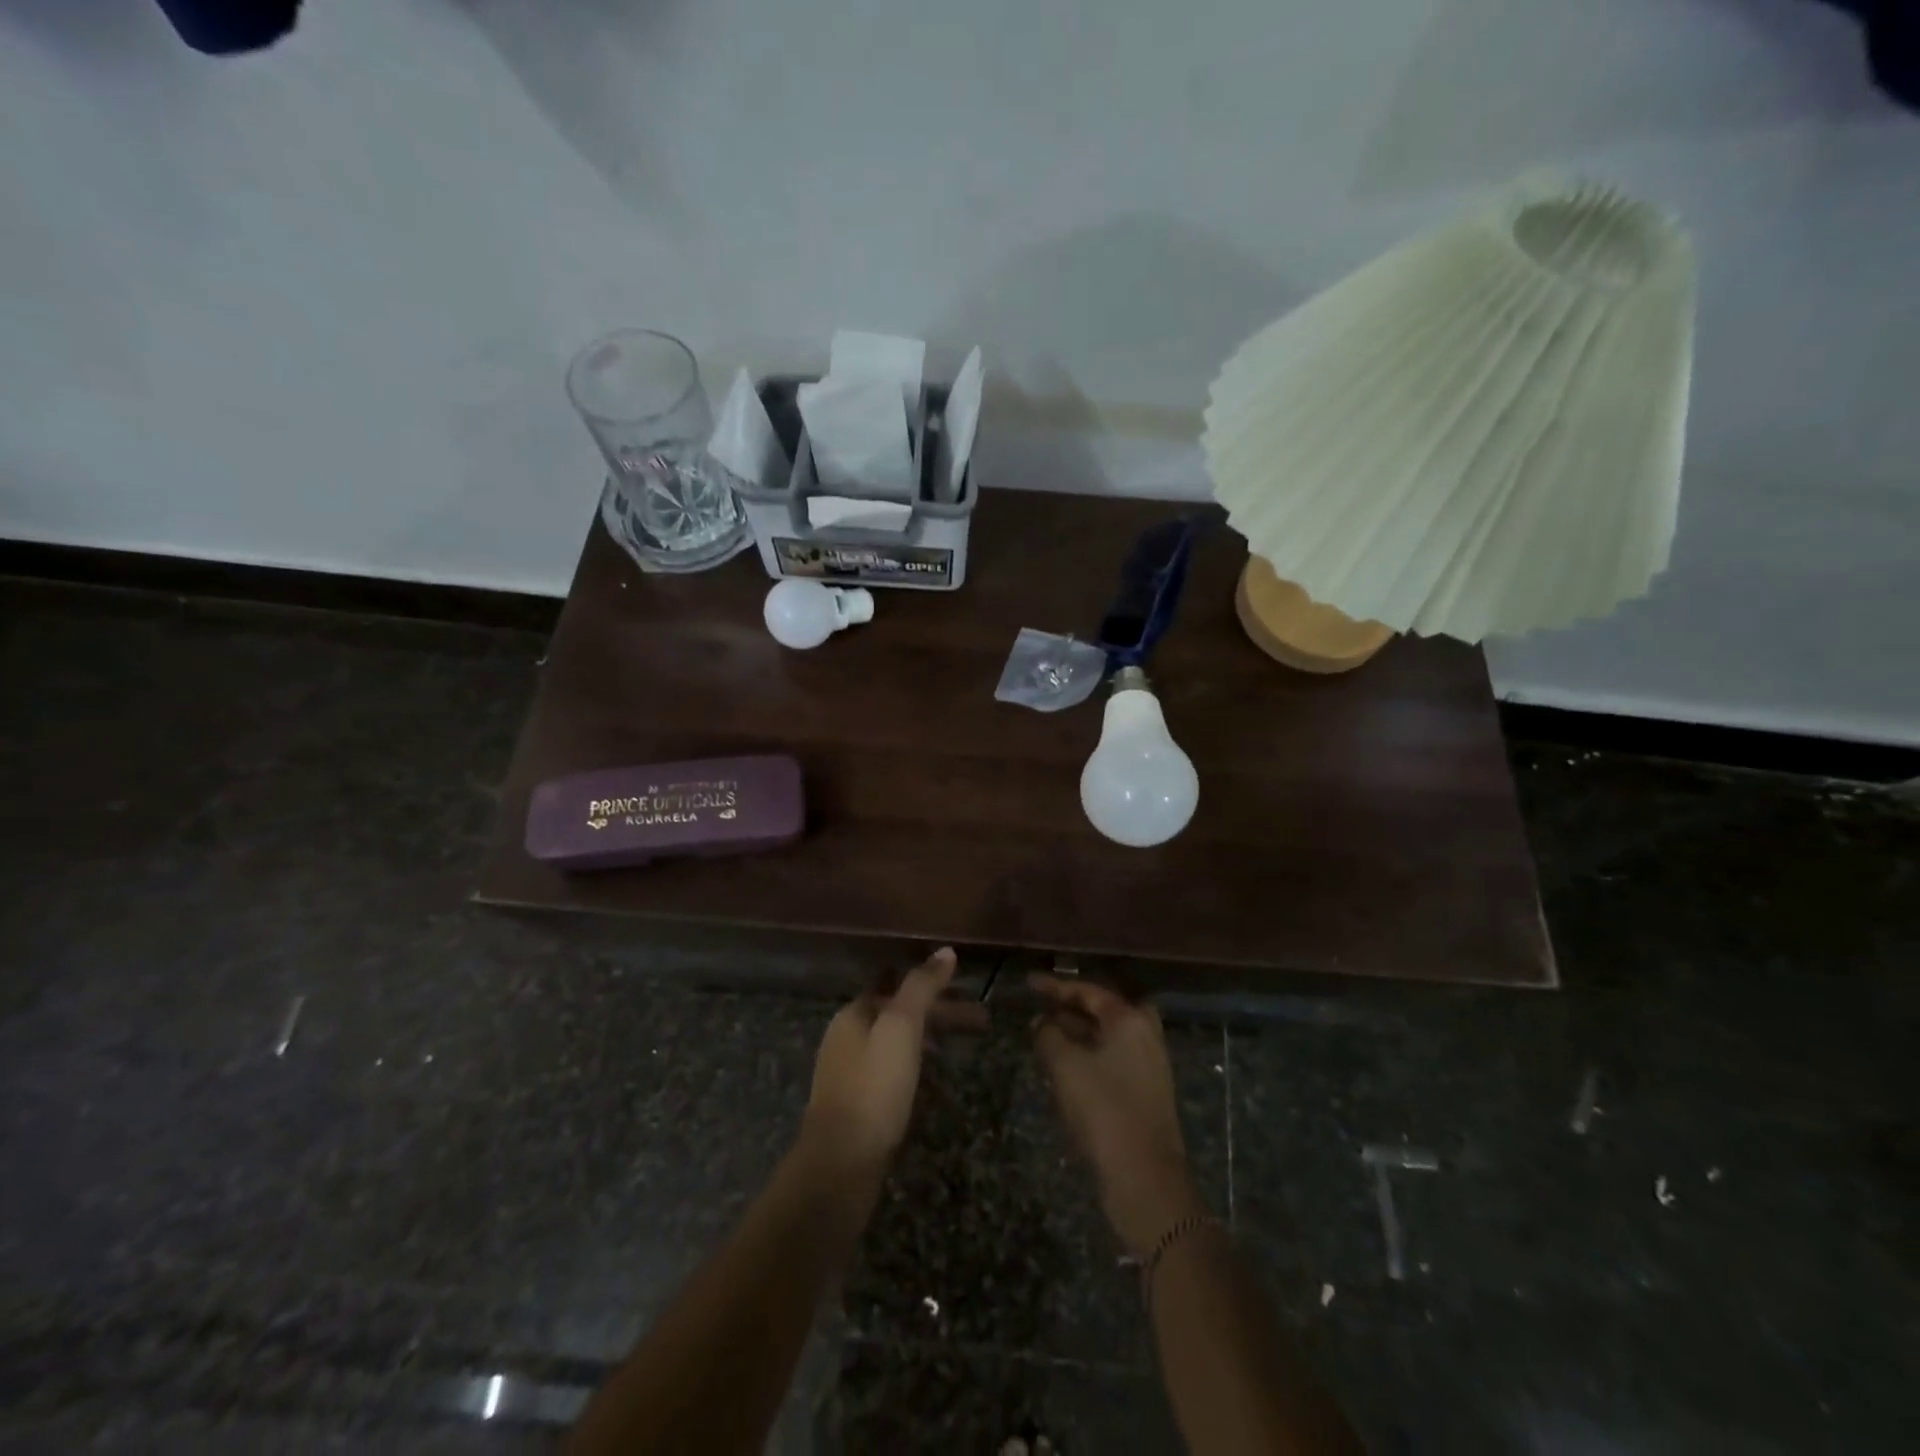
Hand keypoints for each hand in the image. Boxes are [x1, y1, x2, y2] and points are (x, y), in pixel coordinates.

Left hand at [801, 948, 957, 1180]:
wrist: (840, 1165)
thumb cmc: (873, 1088)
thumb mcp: (901, 1027)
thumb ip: (921, 986)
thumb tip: (946, 951)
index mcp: (854, 1014)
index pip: (897, 984)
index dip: (932, 983)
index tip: (968, 987)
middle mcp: (847, 1037)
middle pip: (899, 1013)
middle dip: (940, 1012)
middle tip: (983, 1019)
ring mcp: (850, 1073)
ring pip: (897, 1041)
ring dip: (931, 1036)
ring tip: (966, 1044)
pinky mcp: (857, 1105)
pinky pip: (892, 1069)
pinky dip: (917, 1062)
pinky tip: (934, 1078)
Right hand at [1030, 975, 1206, 1258]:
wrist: (1145, 1176)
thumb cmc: (1104, 1109)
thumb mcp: (1065, 1066)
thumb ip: (1048, 1035)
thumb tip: (1041, 1022)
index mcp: (1130, 1020)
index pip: (1089, 991)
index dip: (1056, 986)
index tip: (1030, 983)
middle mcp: (1144, 1035)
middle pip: (1104, 1010)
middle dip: (1071, 1007)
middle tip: (1043, 1006)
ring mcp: (1147, 1065)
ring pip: (1107, 1036)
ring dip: (1077, 1032)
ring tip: (1044, 1033)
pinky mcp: (1144, 1092)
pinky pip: (1110, 1058)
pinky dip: (1087, 1054)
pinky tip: (1063, 1066)